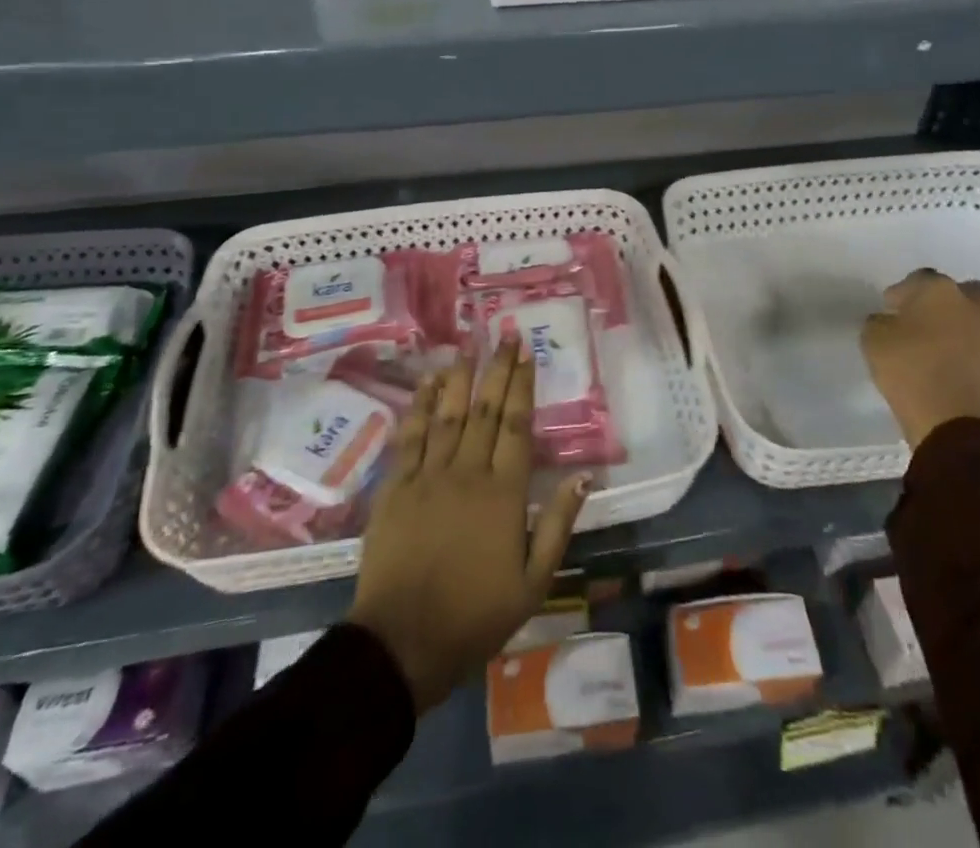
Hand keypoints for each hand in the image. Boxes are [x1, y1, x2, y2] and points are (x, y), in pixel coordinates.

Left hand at [348, 339, 588, 712]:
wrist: (403, 642)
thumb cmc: (475, 615)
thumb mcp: (534, 581)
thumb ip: (558, 524)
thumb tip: (584, 476)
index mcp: (503, 493)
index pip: (516, 425)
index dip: (522, 385)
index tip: (527, 353)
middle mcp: (467, 473)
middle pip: (484, 409)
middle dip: (497, 369)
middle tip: (506, 336)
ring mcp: (427, 476)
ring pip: (447, 414)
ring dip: (459, 377)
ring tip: (469, 346)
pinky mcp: (395, 487)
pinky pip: (410, 436)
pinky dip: (420, 406)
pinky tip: (427, 383)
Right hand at [861, 268, 979, 449]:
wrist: (953, 421)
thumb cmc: (908, 370)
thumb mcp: (873, 339)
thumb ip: (881, 321)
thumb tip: (889, 320)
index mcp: (938, 290)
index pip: (919, 278)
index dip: (903, 293)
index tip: (891, 309)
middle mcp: (974, 305)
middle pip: (964, 291)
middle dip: (948, 301)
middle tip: (928, 321)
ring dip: (971, 325)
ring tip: (951, 345)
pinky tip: (964, 370)